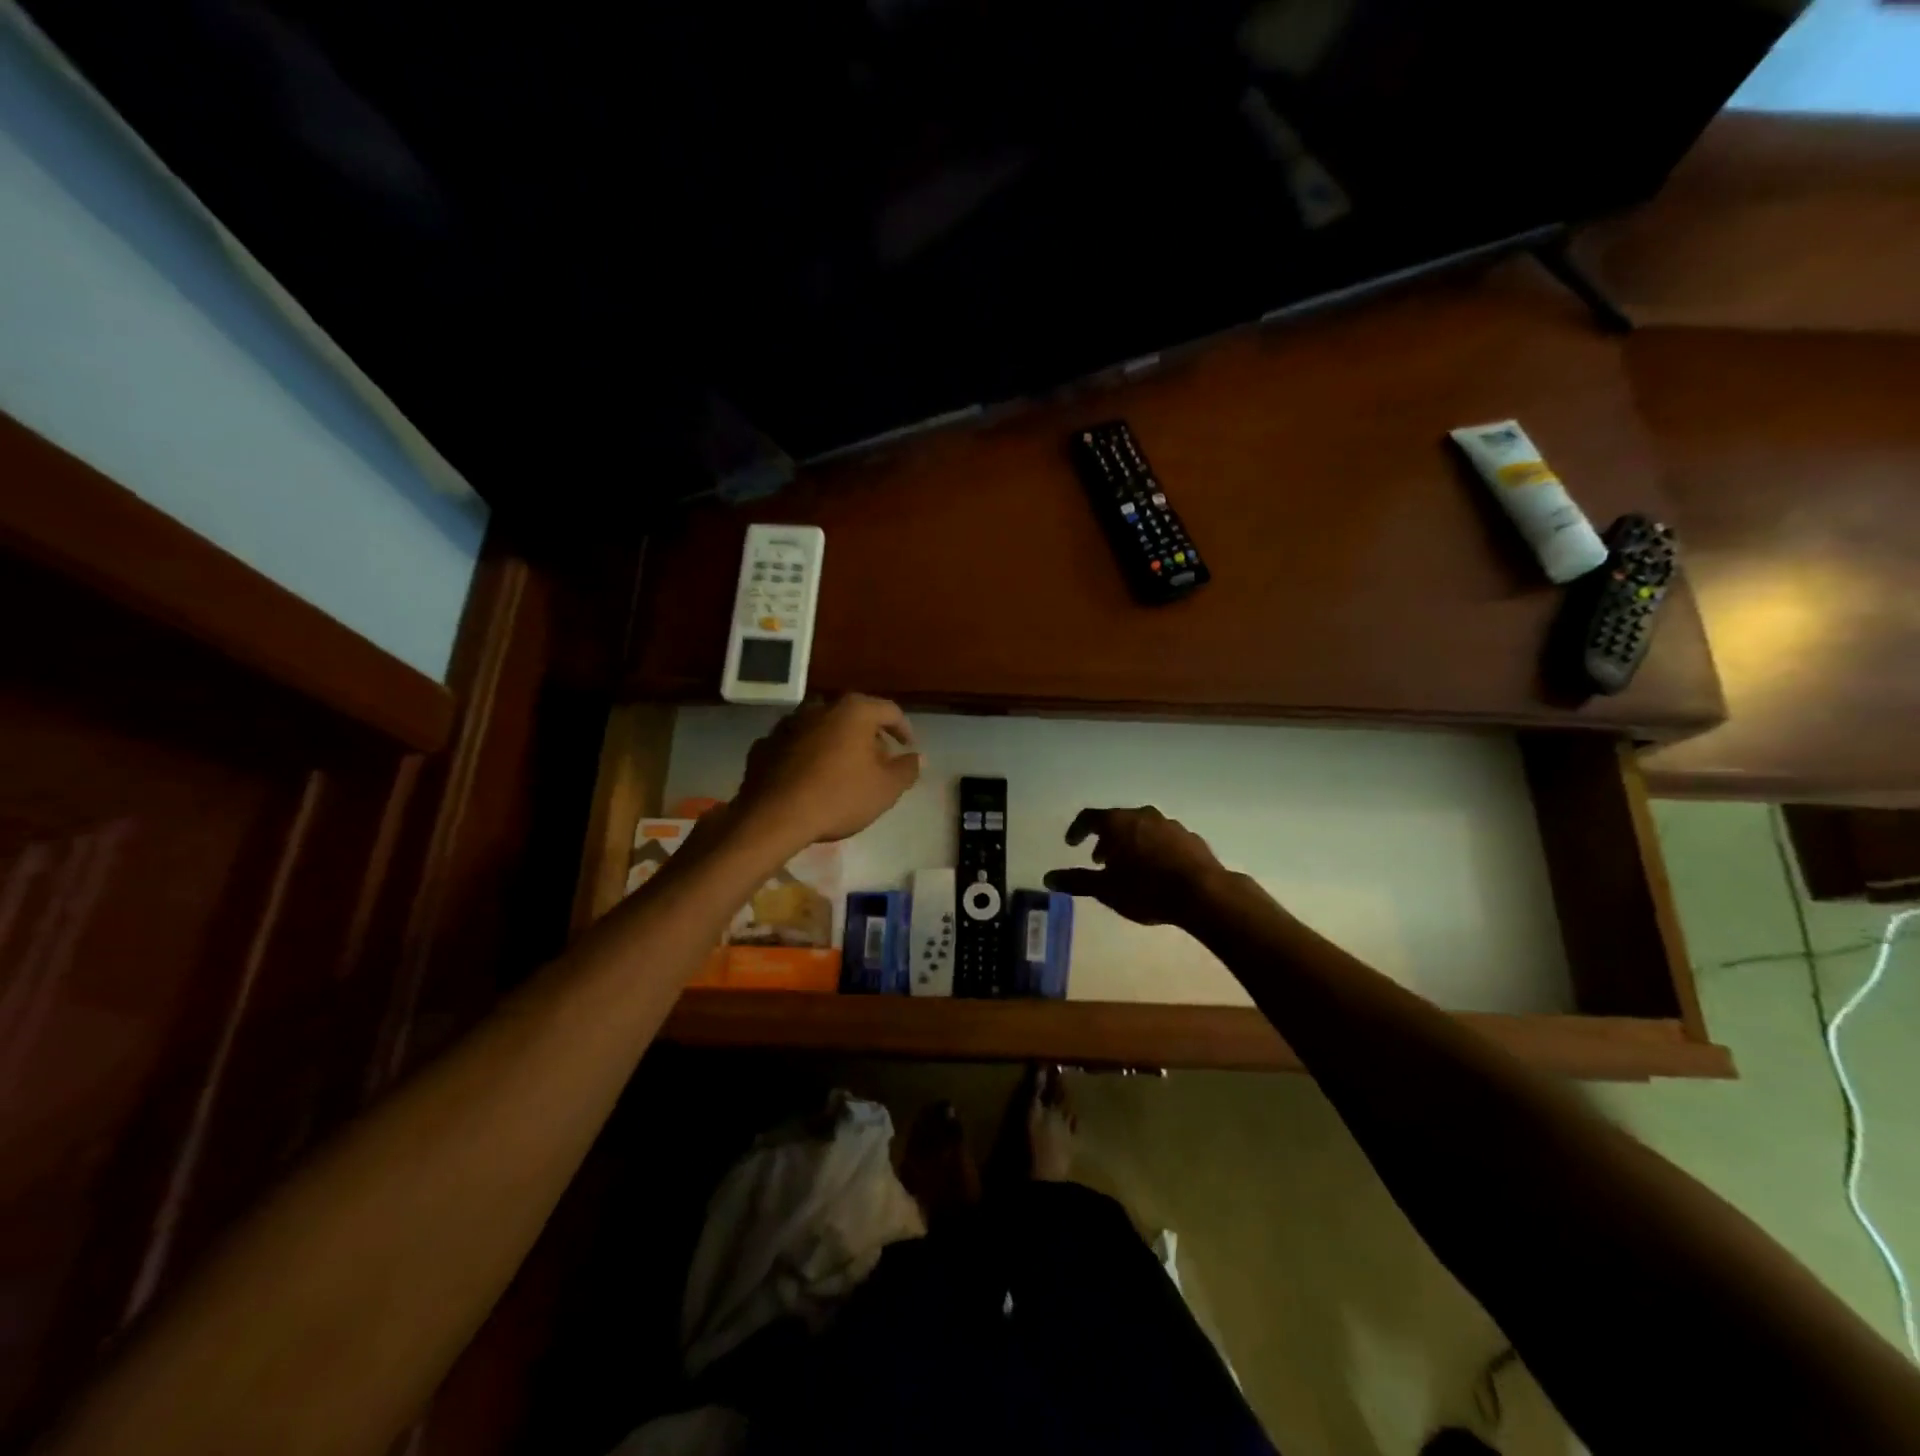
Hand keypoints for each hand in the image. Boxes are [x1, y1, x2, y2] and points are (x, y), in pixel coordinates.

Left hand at [730, 695, 920, 848]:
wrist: (773, 817)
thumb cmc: (839, 797)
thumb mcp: (886, 789)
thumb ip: (907, 769)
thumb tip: (917, 757)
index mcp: (854, 711)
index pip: (889, 711)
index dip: (903, 728)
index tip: (908, 746)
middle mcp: (820, 707)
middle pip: (853, 717)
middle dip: (868, 737)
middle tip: (878, 761)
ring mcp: (788, 724)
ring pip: (822, 729)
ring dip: (836, 744)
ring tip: (843, 770)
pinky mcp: (765, 745)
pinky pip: (796, 746)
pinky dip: (807, 756)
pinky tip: (810, 778)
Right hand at [1043, 806, 1229, 926]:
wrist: (1204, 894)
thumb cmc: (1146, 889)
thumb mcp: (1106, 889)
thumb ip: (1076, 881)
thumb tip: (1048, 878)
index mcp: (1119, 823)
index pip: (1089, 818)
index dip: (1077, 830)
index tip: (1071, 844)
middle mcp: (1143, 815)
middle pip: (1117, 821)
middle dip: (1105, 839)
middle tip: (1100, 860)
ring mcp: (1170, 824)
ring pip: (1141, 828)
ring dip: (1130, 843)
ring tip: (1128, 867)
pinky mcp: (1190, 838)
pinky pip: (1163, 838)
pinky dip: (1152, 848)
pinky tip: (1156, 870)